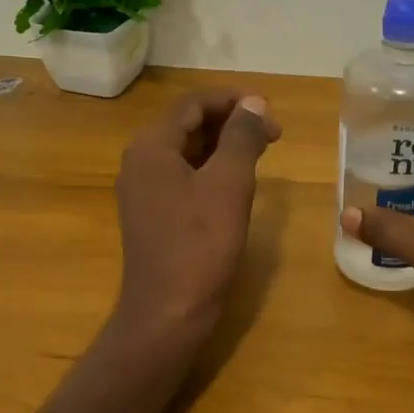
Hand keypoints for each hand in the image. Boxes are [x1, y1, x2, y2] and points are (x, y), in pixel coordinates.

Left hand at [114, 88, 280, 340]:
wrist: (168, 312)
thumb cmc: (200, 245)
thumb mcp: (228, 184)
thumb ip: (242, 137)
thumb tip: (254, 103)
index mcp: (151, 147)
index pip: (193, 103)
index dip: (233, 100)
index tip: (270, 109)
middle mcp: (140, 162)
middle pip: (188, 124)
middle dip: (231, 122)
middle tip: (273, 133)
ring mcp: (144, 191)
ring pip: (187, 151)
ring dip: (224, 146)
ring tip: (262, 152)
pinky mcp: (153, 215)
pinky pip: (184, 177)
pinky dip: (212, 170)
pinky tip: (238, 182)